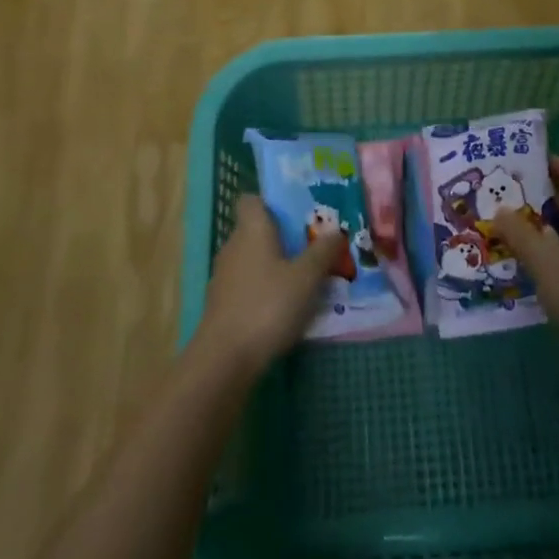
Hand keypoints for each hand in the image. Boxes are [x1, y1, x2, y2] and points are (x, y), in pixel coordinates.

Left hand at [195, 195, 345, 376]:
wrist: (225, 358)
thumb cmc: (268, 305)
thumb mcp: (307, 278)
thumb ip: (323, 252)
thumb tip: (337, 231)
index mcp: (252, 229)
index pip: (251, 200)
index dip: (270, 202)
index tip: (295, 213)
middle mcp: (233, 245)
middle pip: (255, 230)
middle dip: (281, 236)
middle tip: (311, 246)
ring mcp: (224, 276)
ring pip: (251, 259)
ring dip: (273, 265)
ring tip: (302, 278)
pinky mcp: (221, 304)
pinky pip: (246, 284)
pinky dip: (262, 289)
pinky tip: (282, 307)